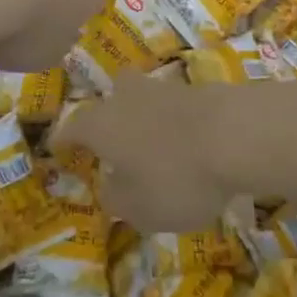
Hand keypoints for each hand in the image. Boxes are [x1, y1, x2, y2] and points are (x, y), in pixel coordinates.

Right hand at [55, 77, 255, 234]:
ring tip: (155, 147)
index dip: (64, 140)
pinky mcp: (201, 89)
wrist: (237, 133)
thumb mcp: (139, 208)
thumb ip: (117, 199)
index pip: (72, 127)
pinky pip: (178, 107)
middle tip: (113, 139)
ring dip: (147, 119)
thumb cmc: (176, 176)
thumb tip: (110, 186)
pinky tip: (189, 144)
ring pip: (147, 98)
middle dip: (110, 115)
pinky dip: (178, 123)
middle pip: (112, 97)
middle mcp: (129, 97)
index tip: (58, 149)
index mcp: (102, 123)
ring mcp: (166, 88)